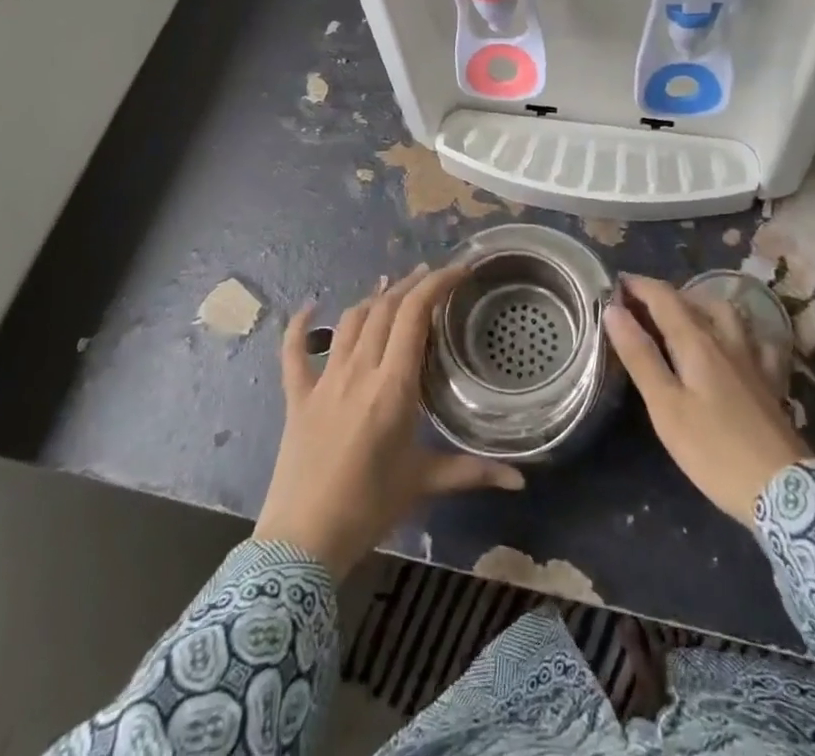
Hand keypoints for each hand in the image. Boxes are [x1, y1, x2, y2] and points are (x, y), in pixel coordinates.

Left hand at [255, 266, 524, 578]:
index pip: (415, 315)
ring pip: (350, 322)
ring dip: (372, 299)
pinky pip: (294, 352)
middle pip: (385, 309)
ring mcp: (324, 380)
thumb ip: (472, 472)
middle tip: (432, 277)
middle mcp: (359, 370)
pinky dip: (299, 326)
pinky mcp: (297, 396)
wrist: (302, 542)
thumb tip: (520, 478)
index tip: (458, 271)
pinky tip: (308, 307)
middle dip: (410, 285)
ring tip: (390, 288)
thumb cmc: (369, 509)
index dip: (437, 284)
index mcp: (393, 385)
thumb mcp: (423, 483)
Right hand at [604, 274, 806, 525]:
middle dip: (661, 295)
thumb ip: (640, 356)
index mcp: (696, 341)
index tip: (613, 283)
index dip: (638, 285)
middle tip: (636, 305)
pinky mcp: (770, 380)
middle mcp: (725, 339)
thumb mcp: (666, 406)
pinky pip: (756, 340)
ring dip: (698, 304)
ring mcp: (752, 358)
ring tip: (680, 315)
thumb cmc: (714, 449)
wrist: (784, 490)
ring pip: (725, 313)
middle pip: (692, 301)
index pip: (663, 297)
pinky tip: (737, 340)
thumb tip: (614, 310)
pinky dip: (739, 331)